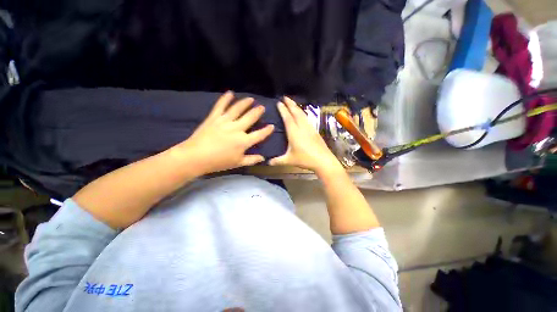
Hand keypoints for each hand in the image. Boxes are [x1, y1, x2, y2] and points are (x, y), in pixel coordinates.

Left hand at [172, 92, 273, 174]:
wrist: (195, 157)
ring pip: (237, 109)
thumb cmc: (219, 162)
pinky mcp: (214, 117)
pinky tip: (230, 93)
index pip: (259, 134)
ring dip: (245, 103)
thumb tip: (263, 158)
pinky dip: (225, 99)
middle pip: (250, 117)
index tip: (272, 126)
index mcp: (244, 141)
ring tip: (251, 99)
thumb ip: (252, 160)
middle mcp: (237, 128)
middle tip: (262, 107)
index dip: (267, 130)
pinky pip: (220, 106)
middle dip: (258, 111)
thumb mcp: (238, 163)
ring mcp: (225, 121)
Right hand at [269, 97, 342, 174]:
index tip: (279, 102)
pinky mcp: (315, 131)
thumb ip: (277, 161)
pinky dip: (302, 113)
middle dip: (290, 104)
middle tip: (285, 97)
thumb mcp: (289, 160)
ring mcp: (310, 128)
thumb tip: (267, 162)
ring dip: (297, 107)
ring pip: (302, 114)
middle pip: (296, 112)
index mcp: (294, 132)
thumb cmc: (305, 159)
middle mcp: (302, 127)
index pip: (287, 118)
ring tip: (292, 103)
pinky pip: (307, 118)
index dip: (283, 110)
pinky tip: (302, 115)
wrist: (323, 161)